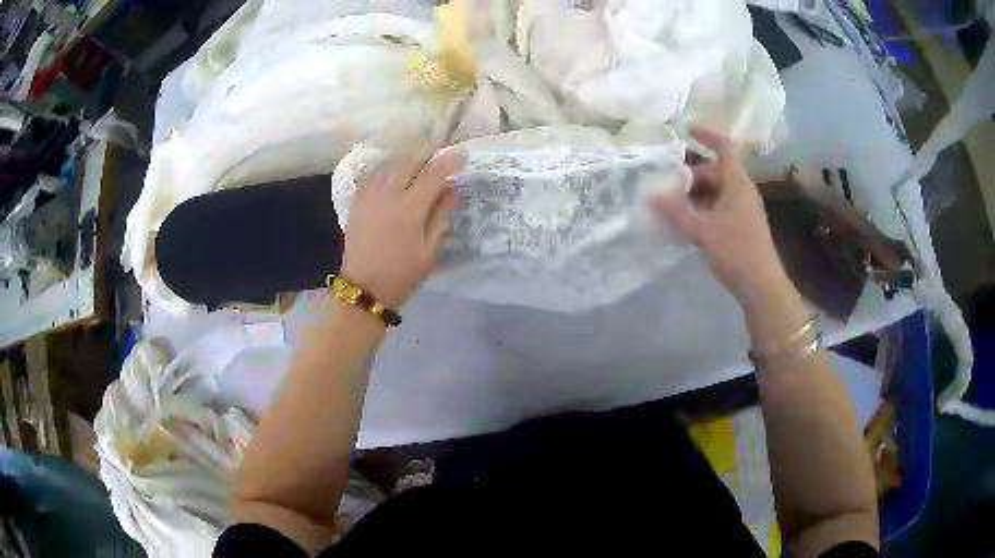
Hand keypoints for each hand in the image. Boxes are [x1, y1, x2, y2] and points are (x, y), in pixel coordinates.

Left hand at [340, 146, 464, 308]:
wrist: (363, 288)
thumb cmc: (401, 274)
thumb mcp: (429, 251)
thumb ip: (440, 216)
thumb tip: (452, 190)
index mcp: (409, 209)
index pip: (432, 174)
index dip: (449, 162)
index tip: (461, 156)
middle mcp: (387, 195)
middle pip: (409, 161)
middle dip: (427, 151)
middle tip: (441, 149)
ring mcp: (369, 196)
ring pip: (389, 164)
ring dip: (407, 156)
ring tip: (419, 157)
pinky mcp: (357, 202)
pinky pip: (373, 175)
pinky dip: (387, 167)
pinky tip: (394, 170)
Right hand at [651, 127, 791, 309]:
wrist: (762, 286)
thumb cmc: (736, 252)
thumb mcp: (702, 231)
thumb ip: (676, 211)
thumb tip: (651, 194)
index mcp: (737, 183)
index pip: (724, 147)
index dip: (707, 134)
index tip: (687, 131)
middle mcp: (742, 190)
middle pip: (715, 171)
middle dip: (691, 176)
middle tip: (669, 187)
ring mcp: (744, 208)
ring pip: (717, 190)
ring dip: (696, 195)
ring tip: (675, 208)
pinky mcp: (743, 224)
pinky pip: (720, 206)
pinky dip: (704, 208)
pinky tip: (690, 224)